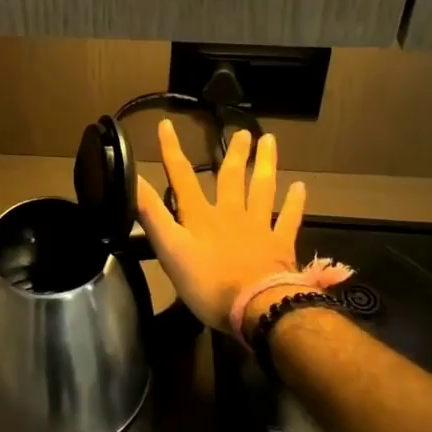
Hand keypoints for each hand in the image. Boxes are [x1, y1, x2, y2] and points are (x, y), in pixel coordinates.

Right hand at [136, 121, 305, 331]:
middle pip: (231, 177)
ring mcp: (259, 227)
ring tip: (269, 141)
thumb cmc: (208, 283)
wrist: (258, 307)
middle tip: (242, 131)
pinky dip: (294, 202)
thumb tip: (131, 179)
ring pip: (262, 188)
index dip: (171, 150)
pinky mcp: (280, 245)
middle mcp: (230, 213)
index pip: (181, 176)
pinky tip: (300, 187)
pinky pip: (289, 218)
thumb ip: (151, 214)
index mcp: (200, 216)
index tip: (166, 124)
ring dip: (265, 164)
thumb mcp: (169, 249)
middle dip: (233, 153)